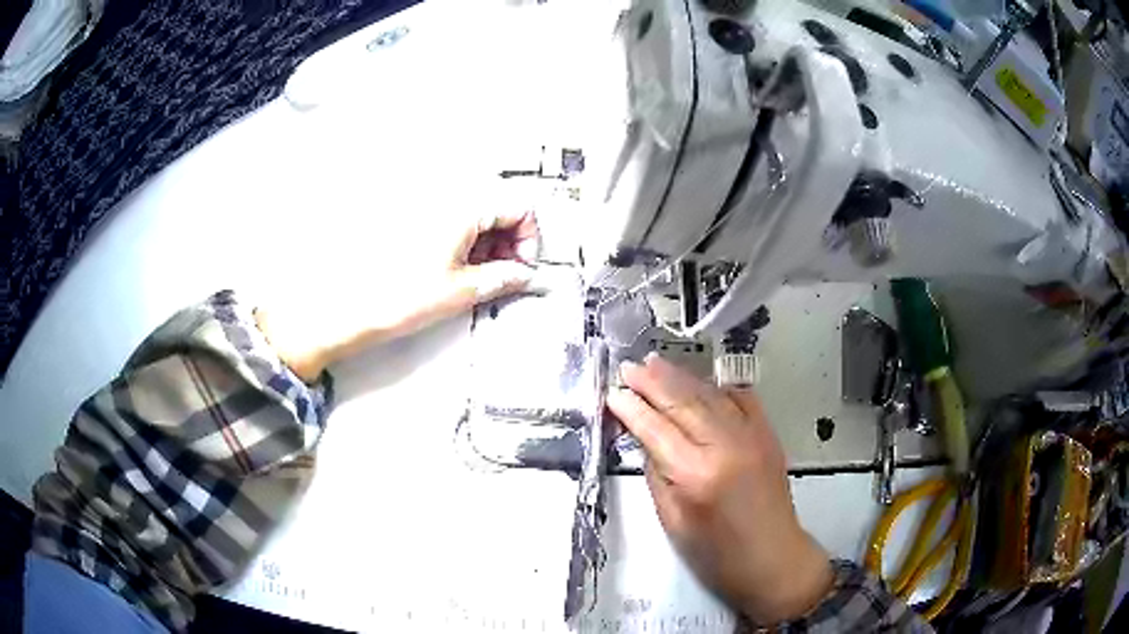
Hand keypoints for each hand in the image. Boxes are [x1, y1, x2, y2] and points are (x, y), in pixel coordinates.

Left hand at [256, 210, 539, 380]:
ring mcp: (427, 206)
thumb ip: (503, 277)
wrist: (347, 307)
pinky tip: (457, 269)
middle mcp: (446, 197)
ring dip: (488, 242)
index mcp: (463, 207)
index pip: (520, 207)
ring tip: (479, 276)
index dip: (530, 240)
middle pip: (498, 207)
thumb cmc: (397, 297)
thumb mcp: (461, 291)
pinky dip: (465, 242)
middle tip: (505, 275)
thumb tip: (524, 275)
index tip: (523, 267)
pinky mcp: (413, 220)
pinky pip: (453, 221)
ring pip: (476, 214)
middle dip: (511, 241)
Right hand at [606, 353, 832, 624]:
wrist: (772, 557)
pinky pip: (741, 398)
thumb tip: (646, 439)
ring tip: (656, 363)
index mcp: (696, 474)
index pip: (655, 428)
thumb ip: (657, 473)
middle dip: (652, 381)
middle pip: (682, 402)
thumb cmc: (717, 552)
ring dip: (680, 377)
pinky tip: (701, 382)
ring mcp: (752, 435)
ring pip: (710, 394)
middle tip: (629, 367)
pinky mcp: (767, 434)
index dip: (631, 408)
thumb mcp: (673, 520)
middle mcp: (726, 445)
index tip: (613, 392)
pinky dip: (717, 387)